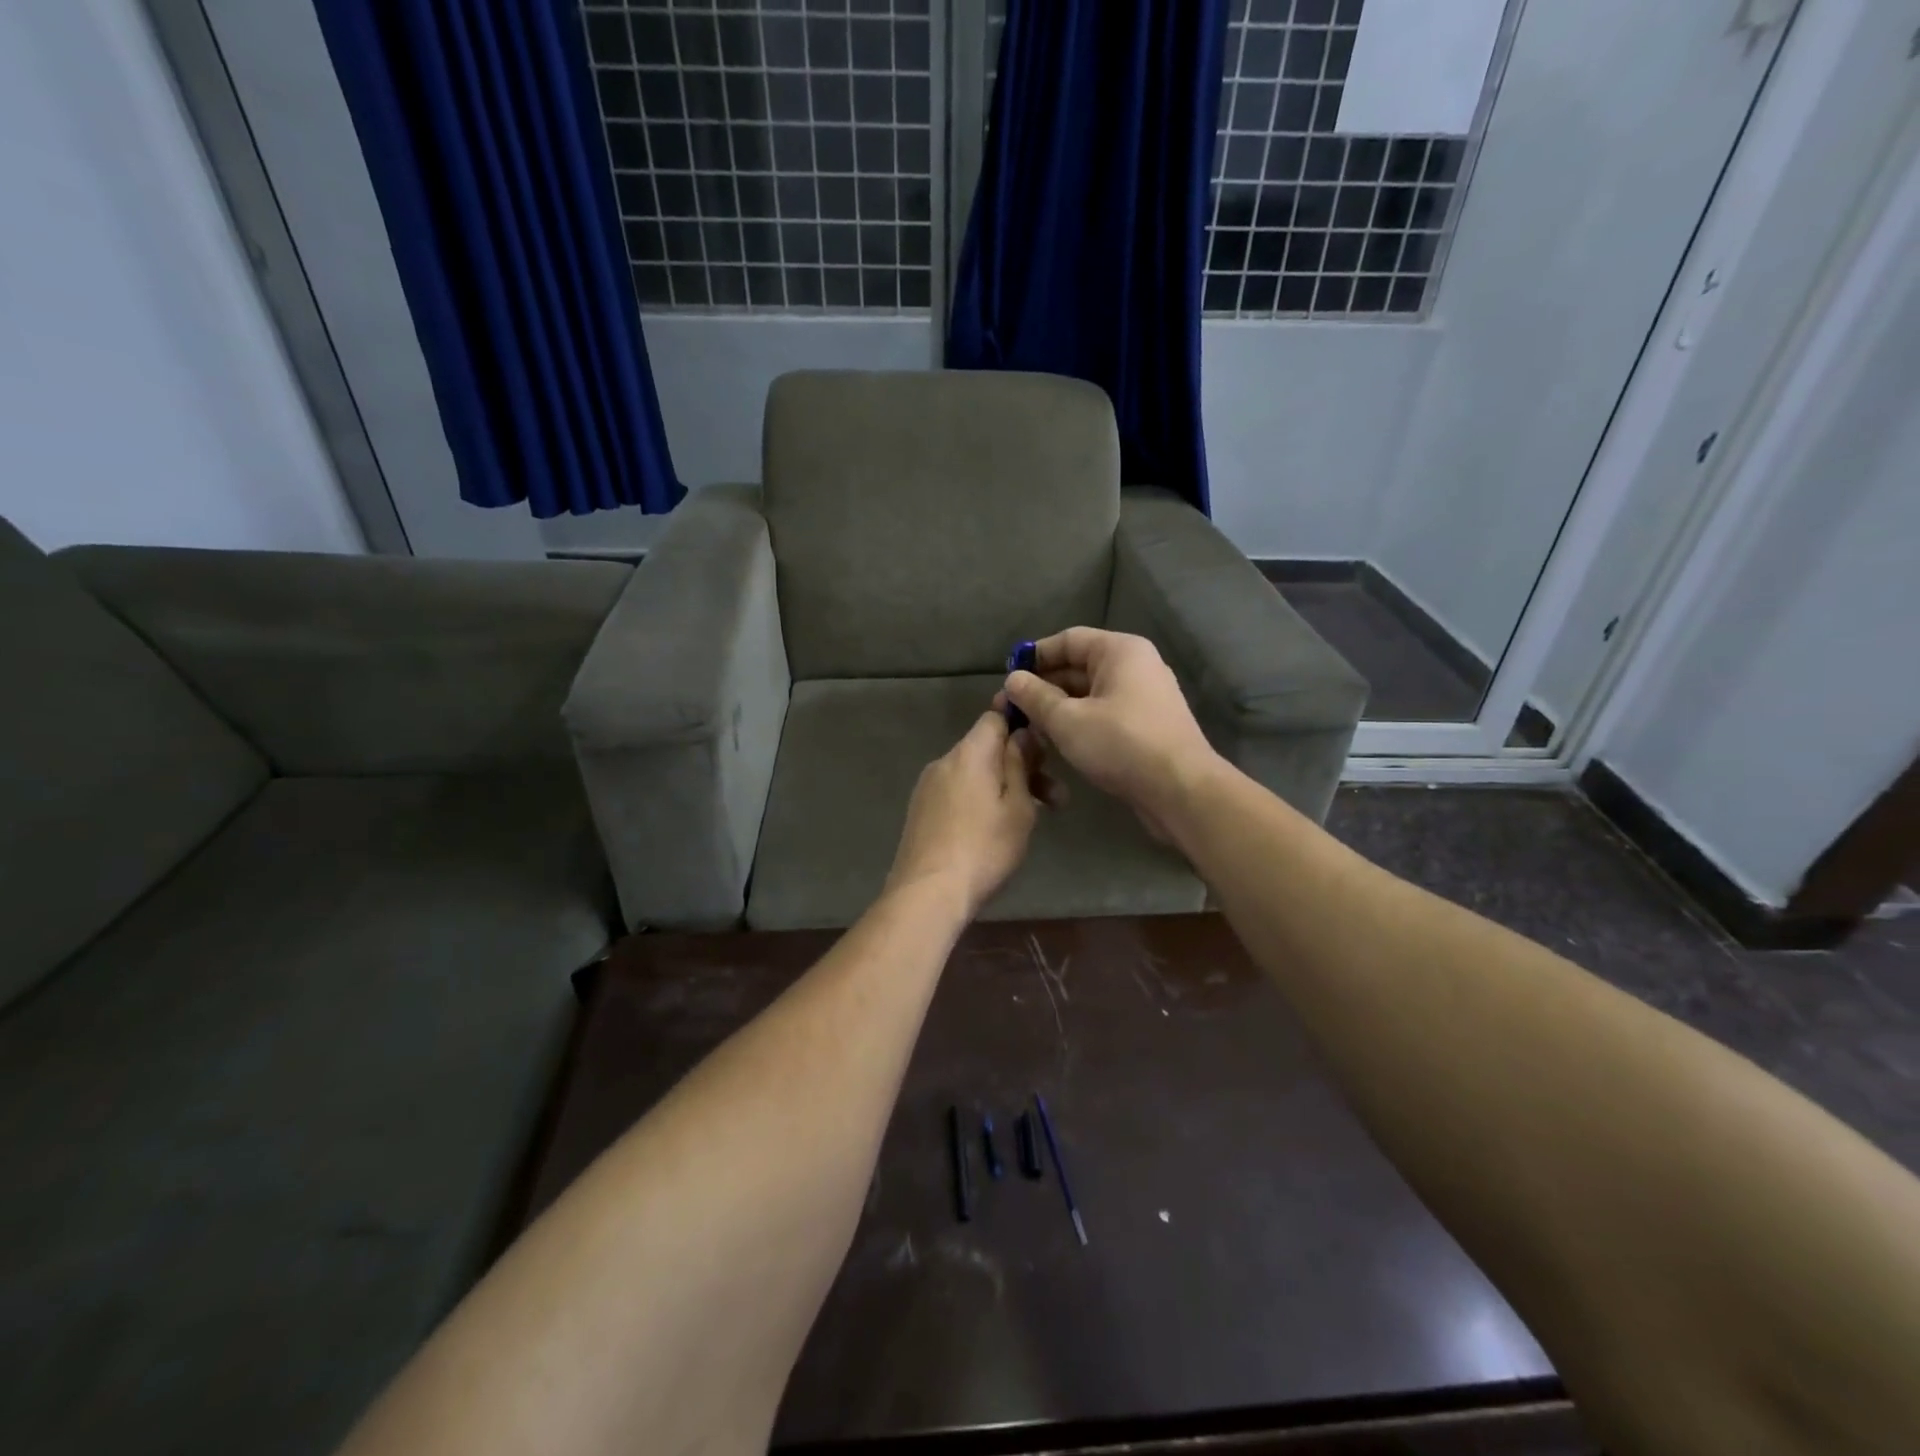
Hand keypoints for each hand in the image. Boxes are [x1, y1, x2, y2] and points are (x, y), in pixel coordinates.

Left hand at [884, 711, 1043, 915]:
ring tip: (1032, 818)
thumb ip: (1020, 763)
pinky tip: (995, 829)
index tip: (1043, 739)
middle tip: (1056, 797)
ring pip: (974, 773)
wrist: (928, 893)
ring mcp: (928, 787)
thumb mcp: (1018, 806)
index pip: (994, 716)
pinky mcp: (921, 811)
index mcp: (970, 753)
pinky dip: (980, 799)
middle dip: (1021, 765)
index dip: (1020, 721)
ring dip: (1003, 786)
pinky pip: (957, 791)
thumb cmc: (984, 848)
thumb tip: (1021, 733)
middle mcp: (944, 761)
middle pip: (987, 748)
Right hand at [998, 628, 1220, 832]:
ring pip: (1089, 694)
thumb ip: (1035, 697)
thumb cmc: (1121, 744)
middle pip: (1078, 667)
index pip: (1068, 640)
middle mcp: (1135, 666)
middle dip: (1042, 687)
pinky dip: (1078, 723)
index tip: (1007, 677)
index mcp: (1120, 651)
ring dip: (1057, 708)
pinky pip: (1103, 714)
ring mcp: (1143, 698)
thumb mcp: (1067, 720)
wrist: (1180, 790)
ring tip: (1026, 728)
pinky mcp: (1145, 727)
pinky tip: (1055, 743)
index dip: (1035, 656)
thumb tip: (1012, 680)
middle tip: (1009, 709)